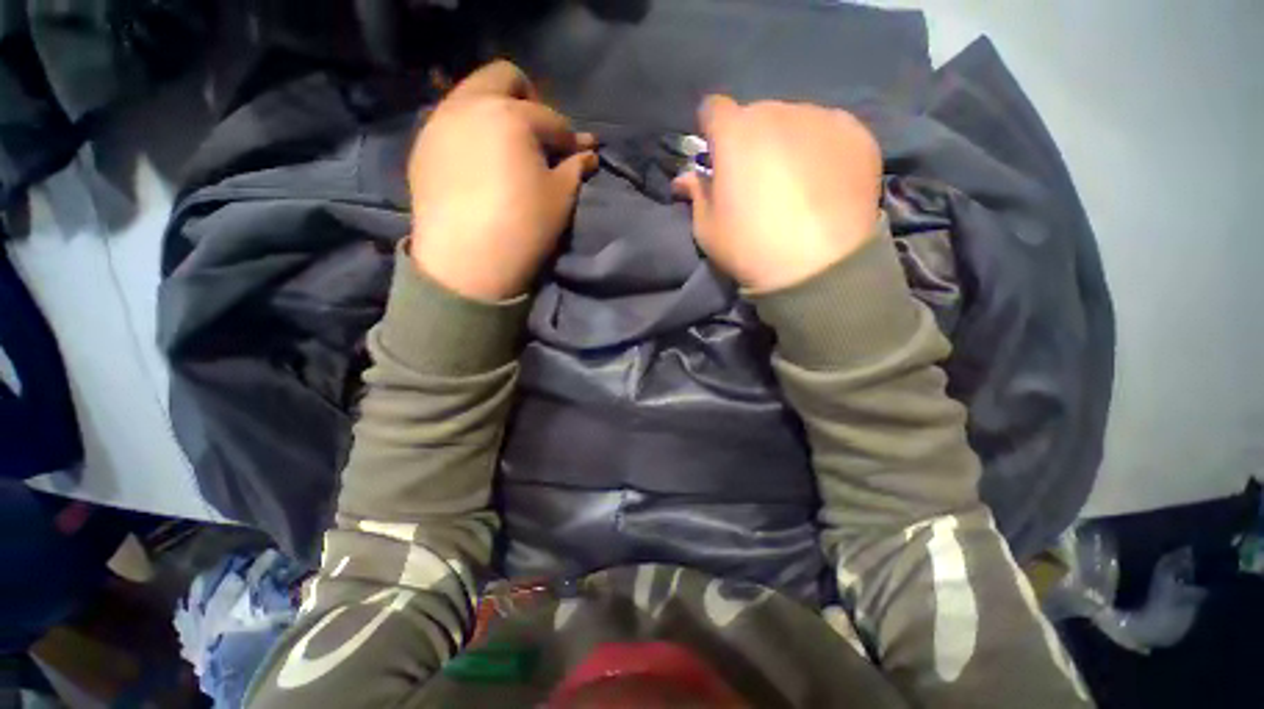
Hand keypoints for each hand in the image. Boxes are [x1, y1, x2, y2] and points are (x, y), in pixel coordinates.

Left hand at [408, 60, 597, 300]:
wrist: (466, 264)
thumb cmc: (523, 228)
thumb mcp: (560, 199)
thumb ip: (575, 168)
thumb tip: (589, 153)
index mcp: (511, 116)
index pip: (551, 118)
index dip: (569, 139)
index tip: (577, 156)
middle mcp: (470, 105)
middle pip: (503, 77)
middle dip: (529, 100)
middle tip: (539, 136)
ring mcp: (440, 123)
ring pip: (471, 95)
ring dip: (497, 112)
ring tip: (509, 149)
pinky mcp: (422, 147)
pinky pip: (451, 122)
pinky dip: (472, 132)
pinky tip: (480, 163)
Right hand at [673, 96, 882, 291]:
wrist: (818, 267)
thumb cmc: (750, 248)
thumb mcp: (707, 229)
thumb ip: (696, 194)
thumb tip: (685, 178)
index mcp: (735, 133)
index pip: (713, 109)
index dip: (711, 131)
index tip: (717, 156)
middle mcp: (778, 112)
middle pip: (756, 115)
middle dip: (750, 140)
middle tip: (757, 178)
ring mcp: (821, 118)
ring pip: (794, 121)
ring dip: (787, 143)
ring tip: (795, 183)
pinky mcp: (856, 134)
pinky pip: (828, 131)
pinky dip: (820, 149)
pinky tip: (824, 182)